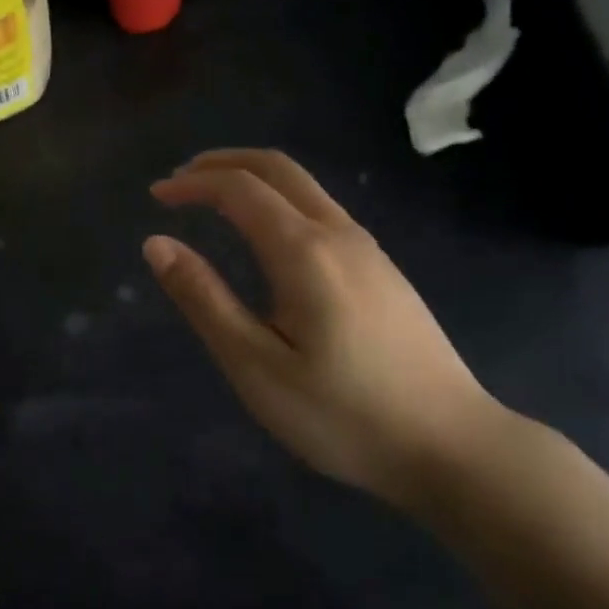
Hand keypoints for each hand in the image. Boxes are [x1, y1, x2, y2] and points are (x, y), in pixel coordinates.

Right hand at [146, 149, 504, 503]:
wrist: (452, 446)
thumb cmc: (342, 414)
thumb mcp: (256, 365)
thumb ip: (204, 299)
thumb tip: (157, 244)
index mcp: (304, 251)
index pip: (240, 188)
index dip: (193, 183)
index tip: (156, 196)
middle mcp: (339, 234)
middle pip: (278, 168)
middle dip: (223, 163)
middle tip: (181, 179)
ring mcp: (369, 250)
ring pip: (305, 187)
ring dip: (253, 180)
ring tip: (213, 201)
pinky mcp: (383, 271)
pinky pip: (322, 210)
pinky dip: (279, 201)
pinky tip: (266, 237)